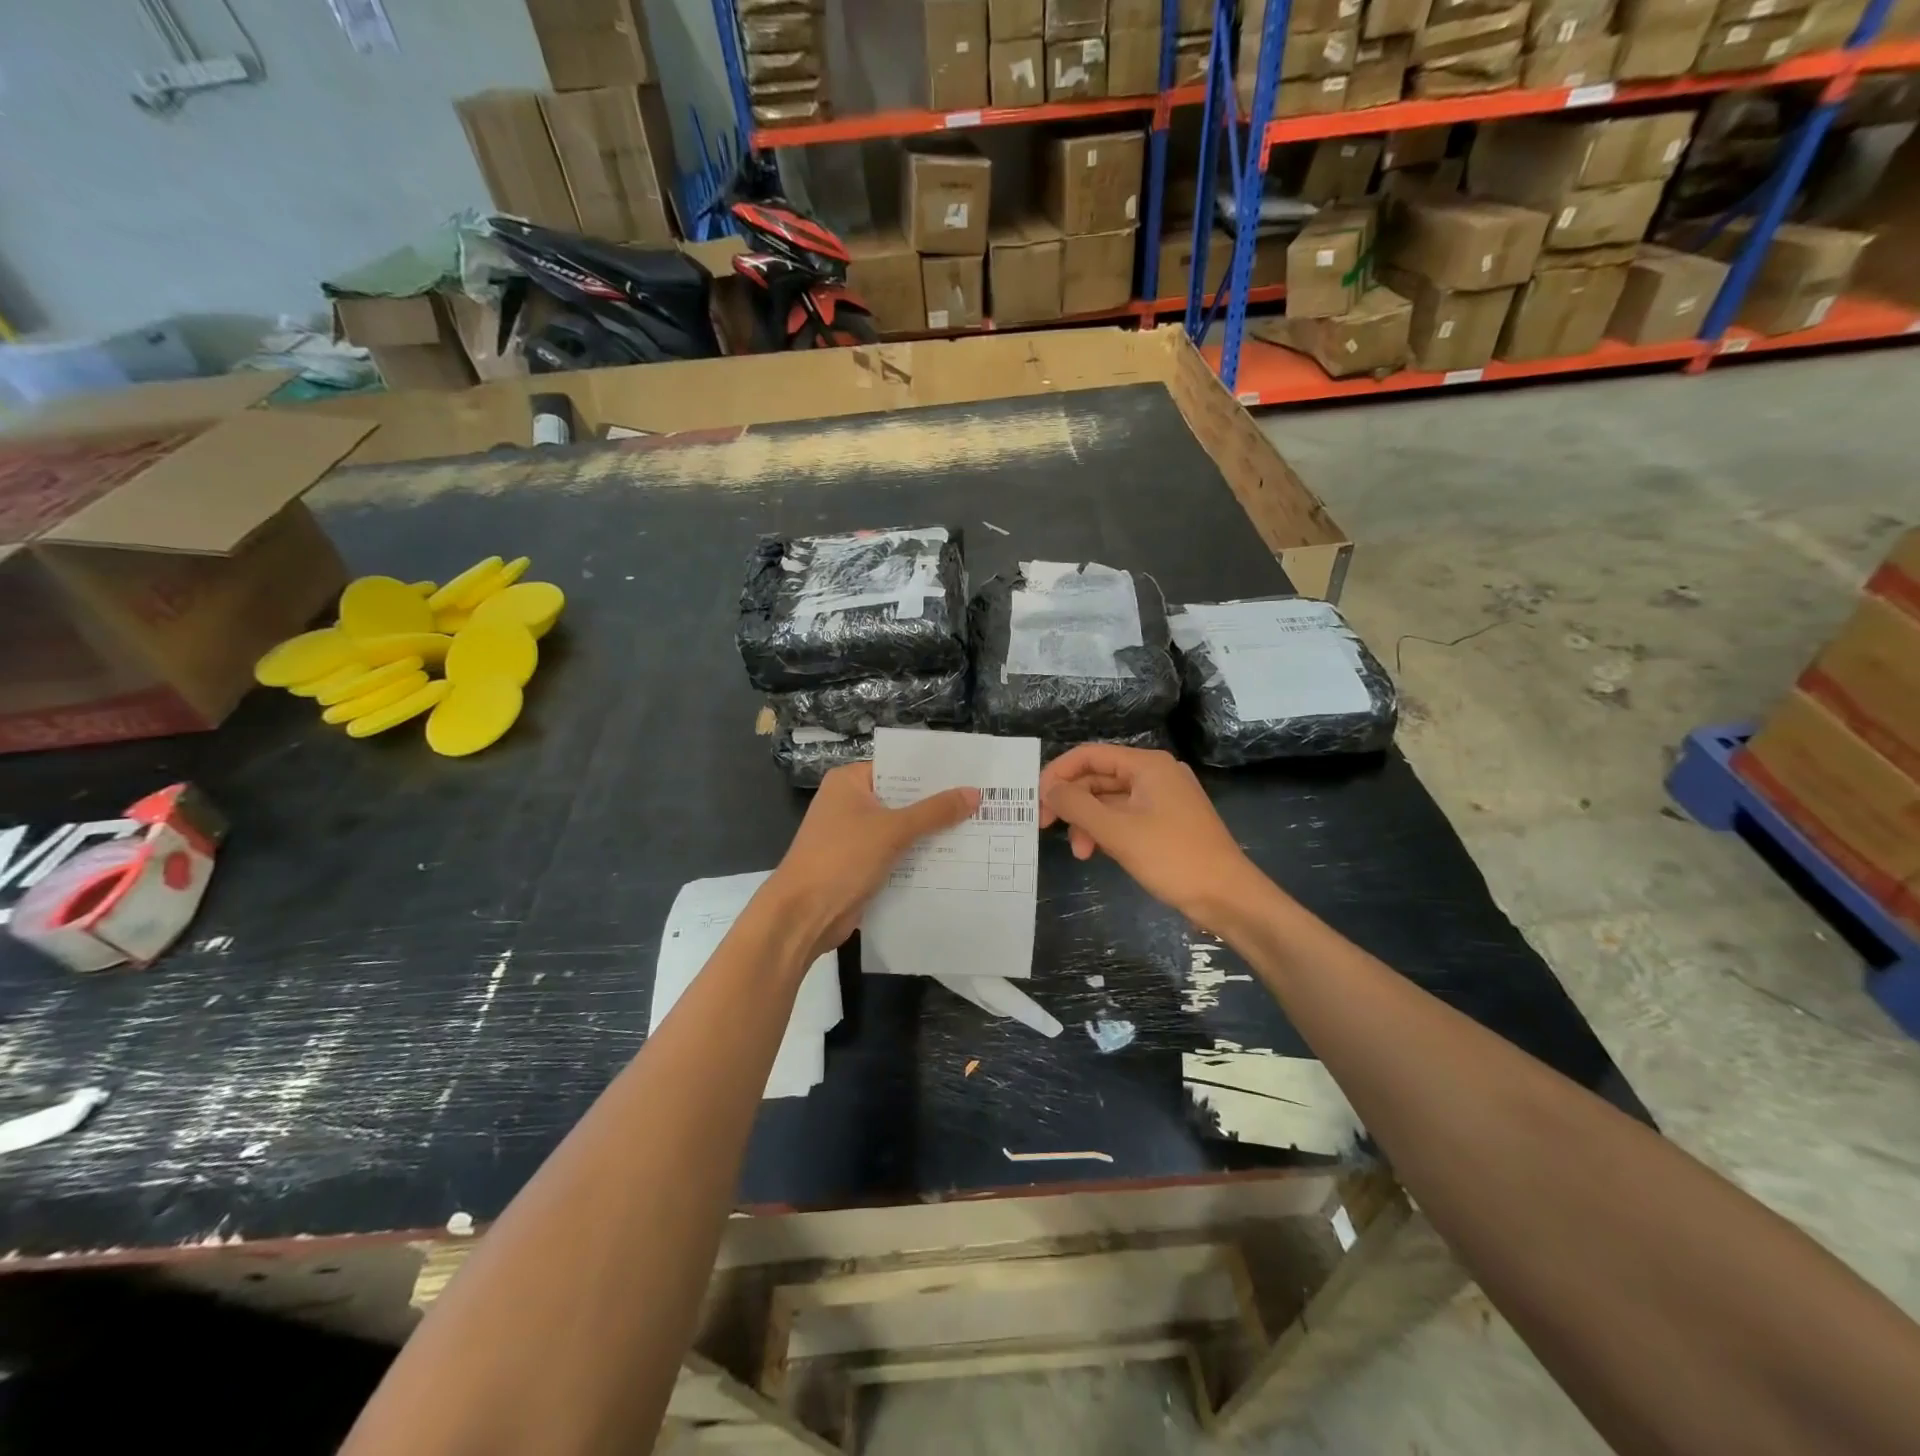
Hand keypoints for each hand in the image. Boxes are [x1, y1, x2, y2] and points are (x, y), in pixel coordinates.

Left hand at [767, 763, 979, 961]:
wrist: (803, 915)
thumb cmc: (842, 858)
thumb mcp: (892, 830)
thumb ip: (934, 812)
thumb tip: (975, 794)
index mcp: (850, 782)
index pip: (898, 767)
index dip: (933, 772)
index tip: (970, 774)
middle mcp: (850, 803)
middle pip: (902, 798)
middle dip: (938, 804)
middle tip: (983, 802)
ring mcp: (854, 836)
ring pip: (901, 828)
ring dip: (931, 833)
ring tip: (978, 828)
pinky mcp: (860, 864)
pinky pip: (896, 853)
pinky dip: (918, 856)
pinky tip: (955, 859)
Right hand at [1039, 745, 1268, 930]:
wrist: (1228, 897)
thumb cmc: (1172, 857)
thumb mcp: (1117, 831)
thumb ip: (1077, 805)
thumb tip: (1048, 788)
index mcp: (1147, 765)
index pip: (1089, 755)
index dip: (1058, 774)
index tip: (1037, 801)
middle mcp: (1155, 774)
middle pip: (1098, 777)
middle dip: (1072, 803)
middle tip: (1046, 828)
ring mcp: (1163, 799)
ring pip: (1110, 801)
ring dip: (1088, 823)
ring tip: (1080, 853)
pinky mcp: (1167, 822)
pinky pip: (1126, 817)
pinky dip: (1107, 832)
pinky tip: (1098, 853)